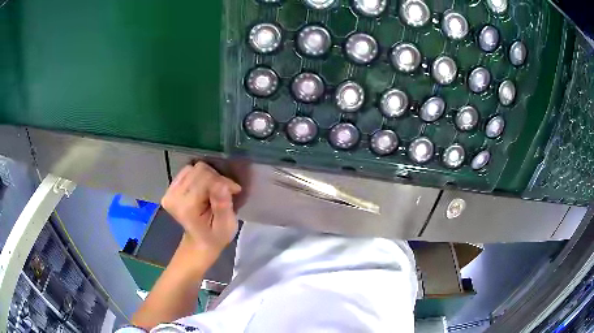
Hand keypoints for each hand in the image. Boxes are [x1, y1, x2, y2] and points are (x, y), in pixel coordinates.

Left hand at [161, 162, 241, 268]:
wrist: (200, 243)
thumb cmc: (216, 236)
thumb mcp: (226, 225)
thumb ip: (223, 205)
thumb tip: (222, 184)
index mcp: (186, 207)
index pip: (206, 178)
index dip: (223, 181)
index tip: (234, 191)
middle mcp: (173, 197)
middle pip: (199, 170)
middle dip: (216, 178)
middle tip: (226, 192)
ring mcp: (169, 192)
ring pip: (193, 168)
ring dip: (208, 177)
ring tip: (214, 192)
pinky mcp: (169, 189)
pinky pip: (187, 171)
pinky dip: (199, 177)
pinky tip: (204, 189)